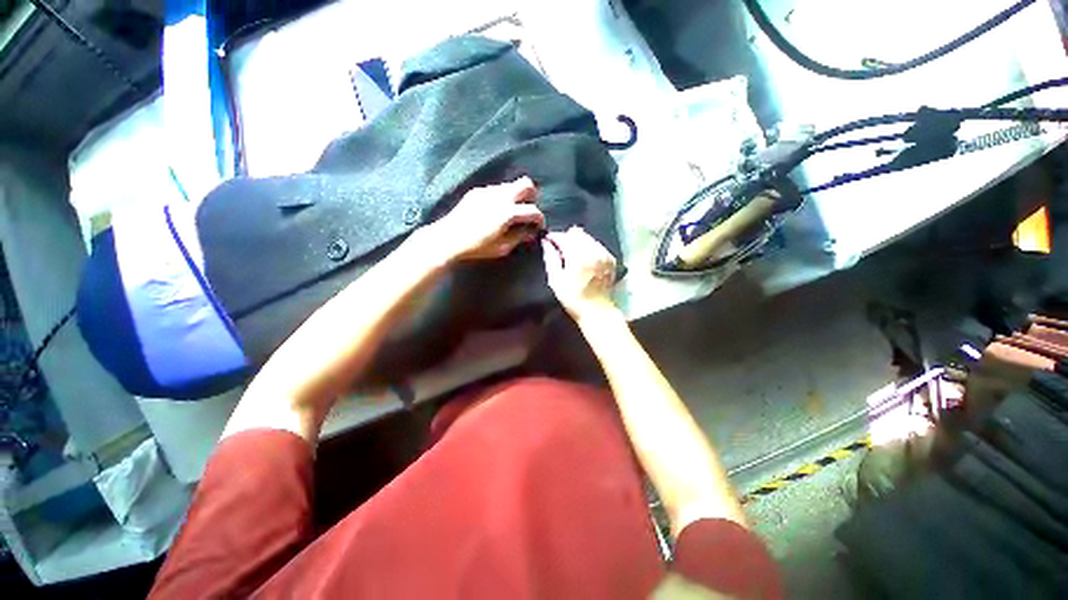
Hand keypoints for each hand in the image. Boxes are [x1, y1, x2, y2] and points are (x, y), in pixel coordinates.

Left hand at [427, 177, 544, 261]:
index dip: (540, 219)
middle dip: (532, 197)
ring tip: (512, 211)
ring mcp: (487, 191)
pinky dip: (502, 197)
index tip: (539, 226)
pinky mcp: (477, 191)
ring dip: (517, 196)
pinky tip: (496, 210)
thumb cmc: (477, 247)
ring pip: (511, 185)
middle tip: (528, 211)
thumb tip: (531, 232)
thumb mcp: (502, 247)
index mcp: (507, 213)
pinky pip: (496, 189)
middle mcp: (500, 197)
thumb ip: (519, 237)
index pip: (533, 210)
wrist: (448, 238)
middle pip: (526, 184)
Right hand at [542, 226, 618, 320]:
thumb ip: (551, 259)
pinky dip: (589, 248)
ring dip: (578, 242)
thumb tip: (546, 244)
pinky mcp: (610, 259)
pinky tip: (585, 259)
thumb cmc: (573, 298)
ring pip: (588, 238)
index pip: (564, 237)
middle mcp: (593, 251)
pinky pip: (597, 245)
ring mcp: (604, 254)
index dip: (554, 237)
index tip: (548, 240)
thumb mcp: (556, 281)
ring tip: (572, 255)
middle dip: (567, 238)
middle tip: (560, 249)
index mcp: (578, 256)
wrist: (597, 311)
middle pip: (578, 233)